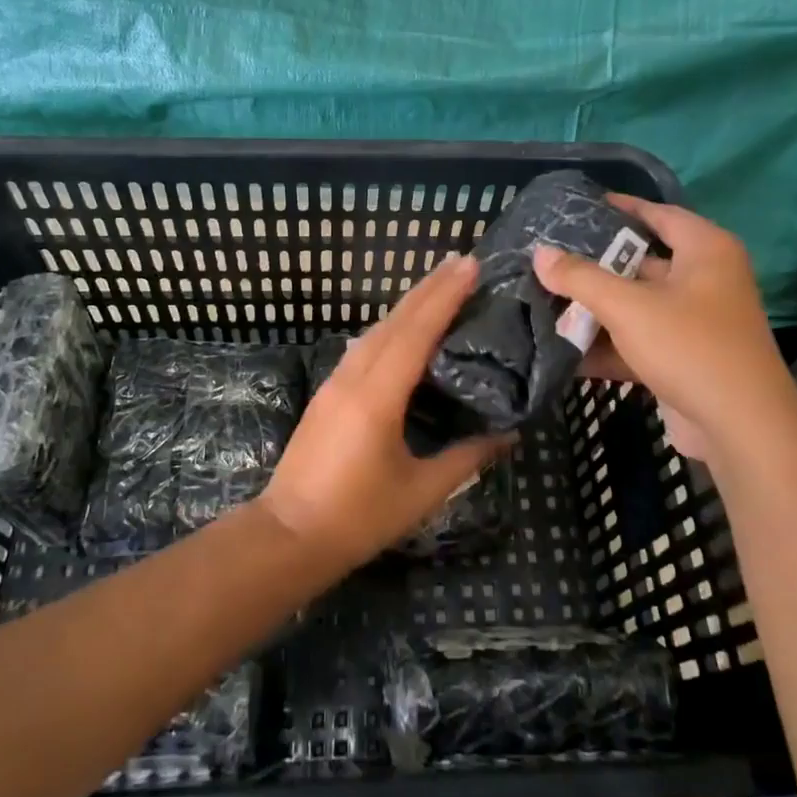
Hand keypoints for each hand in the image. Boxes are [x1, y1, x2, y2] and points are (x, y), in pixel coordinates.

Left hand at [256, 254, 511, 572]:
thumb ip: (466, 458)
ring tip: (439, 285)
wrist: (288, 535)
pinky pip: (364, 347)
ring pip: (375, 330)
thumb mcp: (421, 491)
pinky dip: (390, 327)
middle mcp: (353, 377)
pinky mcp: (327, 393)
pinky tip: (403, 328)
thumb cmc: (358, 517)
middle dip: (428, 288)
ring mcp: (334, 382)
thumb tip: (508, 434)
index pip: (416, 332)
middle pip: (394, 321)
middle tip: (462, 261)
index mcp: (377, 396)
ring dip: (408, 305)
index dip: (444, 296)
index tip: (469, 266)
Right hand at [531, 194, 796, 473]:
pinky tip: (565, 350)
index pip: (658, 214)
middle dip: (597, 264)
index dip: (621, 207)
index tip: (580, 207)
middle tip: (551, 257)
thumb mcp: (627, 306)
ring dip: (597, 308)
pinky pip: (640, 340)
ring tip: (547, 299)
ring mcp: (697, 322)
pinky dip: (609, 344)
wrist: (740, 429)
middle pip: (643, 262)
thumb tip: (540, 253)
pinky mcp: (686, 358)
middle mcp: (706, 279)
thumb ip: (580, 278)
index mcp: (705, 251)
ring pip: (638, 304)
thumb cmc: (689, 347)